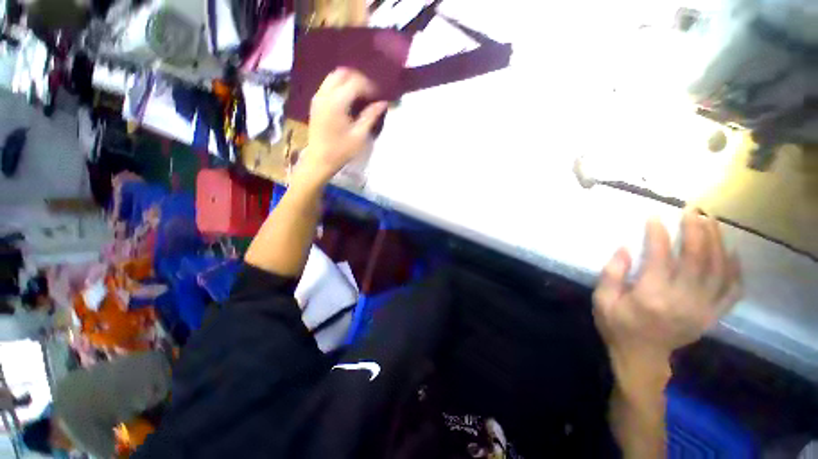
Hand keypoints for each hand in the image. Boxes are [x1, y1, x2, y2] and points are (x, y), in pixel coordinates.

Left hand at [297, 68, 387, 185]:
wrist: (320, 159)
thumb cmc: (342, 150)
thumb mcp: (360, 135)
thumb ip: (371, 116)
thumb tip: (383, 103)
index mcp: (337, 102)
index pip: (356, 82)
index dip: (370, 86)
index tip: (379, 96)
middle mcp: (325, 94)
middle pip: (343, 73)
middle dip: (359, 78)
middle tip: (371, 92)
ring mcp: (318, 97)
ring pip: (334, 76)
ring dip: (349, 80)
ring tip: (361, 94)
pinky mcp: (316, 102)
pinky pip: (328, 84)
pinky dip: (340, 85)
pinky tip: (349, 98)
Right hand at [592, 211, 741, 366]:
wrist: (641, 358)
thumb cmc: (617, 326)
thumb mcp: (602, 301)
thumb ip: (612, 274)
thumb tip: (625, 248)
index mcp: (651, 296)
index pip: (660, 257)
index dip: (658, 234)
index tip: (655, 216)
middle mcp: (683, 300)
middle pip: (697, 259)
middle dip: (695, 230)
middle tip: (692, 210)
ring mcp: (703, 309)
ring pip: (719, 270)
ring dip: (717, 242)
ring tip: (712, 221)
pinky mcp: (712, 316)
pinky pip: (732, 291)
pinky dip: (736, 270)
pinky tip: (732, 253)